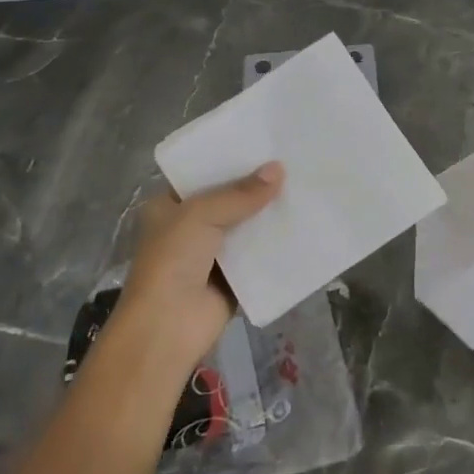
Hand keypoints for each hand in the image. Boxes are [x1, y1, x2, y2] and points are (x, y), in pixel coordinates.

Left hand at [110, 162, 284, 378]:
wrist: (168, 327)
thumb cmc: (172, 261)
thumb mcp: (201, 215)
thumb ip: (240, 194)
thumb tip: (279, 169)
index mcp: (168, 207)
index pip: (202, 176)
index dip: (230, 161)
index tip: (264, 145)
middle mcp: (188, 228)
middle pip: (228, 201)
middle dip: (256, 188)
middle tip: (293, 163)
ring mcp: (211, 256)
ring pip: (246, 228)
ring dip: (269, 216)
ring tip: (305, 189)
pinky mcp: (232, 280)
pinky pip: (258, 257)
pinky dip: (276, 247)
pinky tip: (304, 227)